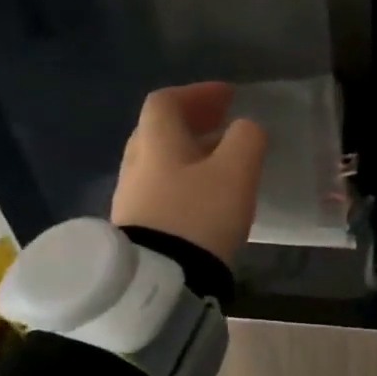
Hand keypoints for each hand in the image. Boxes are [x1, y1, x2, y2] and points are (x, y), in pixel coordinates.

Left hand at [110, 82, 267, 264]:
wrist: (160, 282)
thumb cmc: (199, 216)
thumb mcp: (235, 172)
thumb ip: (246, 139)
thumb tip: (244, 128)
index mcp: (156, 141)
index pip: (166, 101)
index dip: (197, 93)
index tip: (228, 97)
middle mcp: (136, 163)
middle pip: (159, 130)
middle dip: (193, 123)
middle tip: (224, 126)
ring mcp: (130, 198)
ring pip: (160, 162)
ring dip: (189, 154)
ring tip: (221, 163)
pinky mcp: (136, 228)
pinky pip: (160, 190)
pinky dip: (183, 181)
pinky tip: (205, 198)